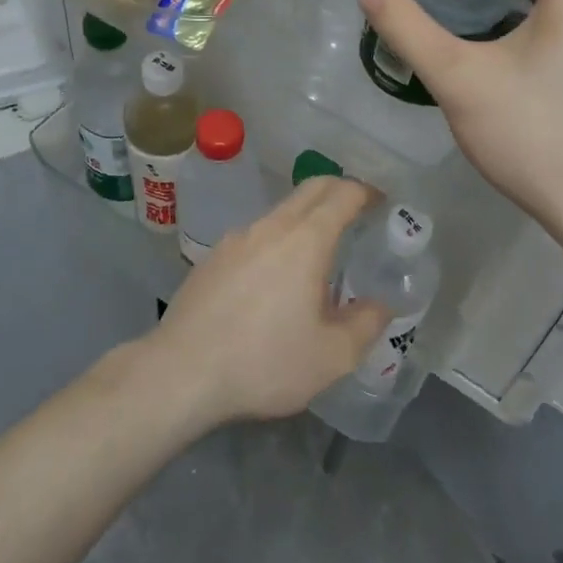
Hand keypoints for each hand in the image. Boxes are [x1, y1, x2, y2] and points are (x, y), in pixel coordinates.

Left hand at [146, 177, 393, 423]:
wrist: (180, 372)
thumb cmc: (264, 362)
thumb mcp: (332, 356)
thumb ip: (366, 324)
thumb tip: (381, 304)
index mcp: (306, 240)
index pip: (342, 194)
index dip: (366, 191)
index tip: (382, 200)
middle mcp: (270, 227)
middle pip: (310, 189)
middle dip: (339, 191)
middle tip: (359, 212)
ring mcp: (236, 239)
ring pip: (280, 213)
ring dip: (306, 219)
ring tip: (319, 256)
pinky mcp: (212, 258)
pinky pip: (255, 236)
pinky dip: (277, 241)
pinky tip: (274, 280)